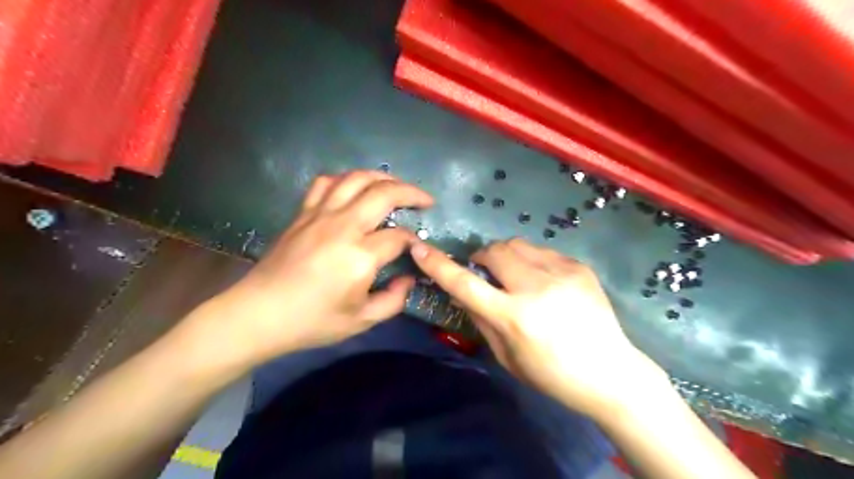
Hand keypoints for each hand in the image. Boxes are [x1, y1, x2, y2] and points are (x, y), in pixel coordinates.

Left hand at [194, 170, 434, 367]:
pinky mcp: (303, 213)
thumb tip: (409, 279)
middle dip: (411, 192)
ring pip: (356, 179)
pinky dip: (345, 179)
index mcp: (359, 256)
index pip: (398, 236)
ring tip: (396, 186)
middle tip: (425, 200)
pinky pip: (326, 183)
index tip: (419, 247)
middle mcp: (342, 227)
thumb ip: (394, 300)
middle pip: (384, 193)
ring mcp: (320, 215)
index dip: (414, 240)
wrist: (258, 314)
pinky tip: (354, 188)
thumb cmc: (311, 321)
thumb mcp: (361, 321)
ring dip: (382, 178)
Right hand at [411, 237, 669, 419]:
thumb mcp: (507, 357)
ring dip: (506, 256)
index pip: (465, 284)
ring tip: (515, 276)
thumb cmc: (553, 375)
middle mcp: (535, 288)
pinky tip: (543, 282)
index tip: (419, 248)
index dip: (438, 265)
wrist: (611, 372)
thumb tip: (462, 291)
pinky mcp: (579, 267)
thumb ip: (481, 319)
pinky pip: (542, 252)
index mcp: (514, 317)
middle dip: (482, 257)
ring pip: (517, 244)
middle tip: (485, 272)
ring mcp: (561, 273)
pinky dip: (532, 261)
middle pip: (494, 251)